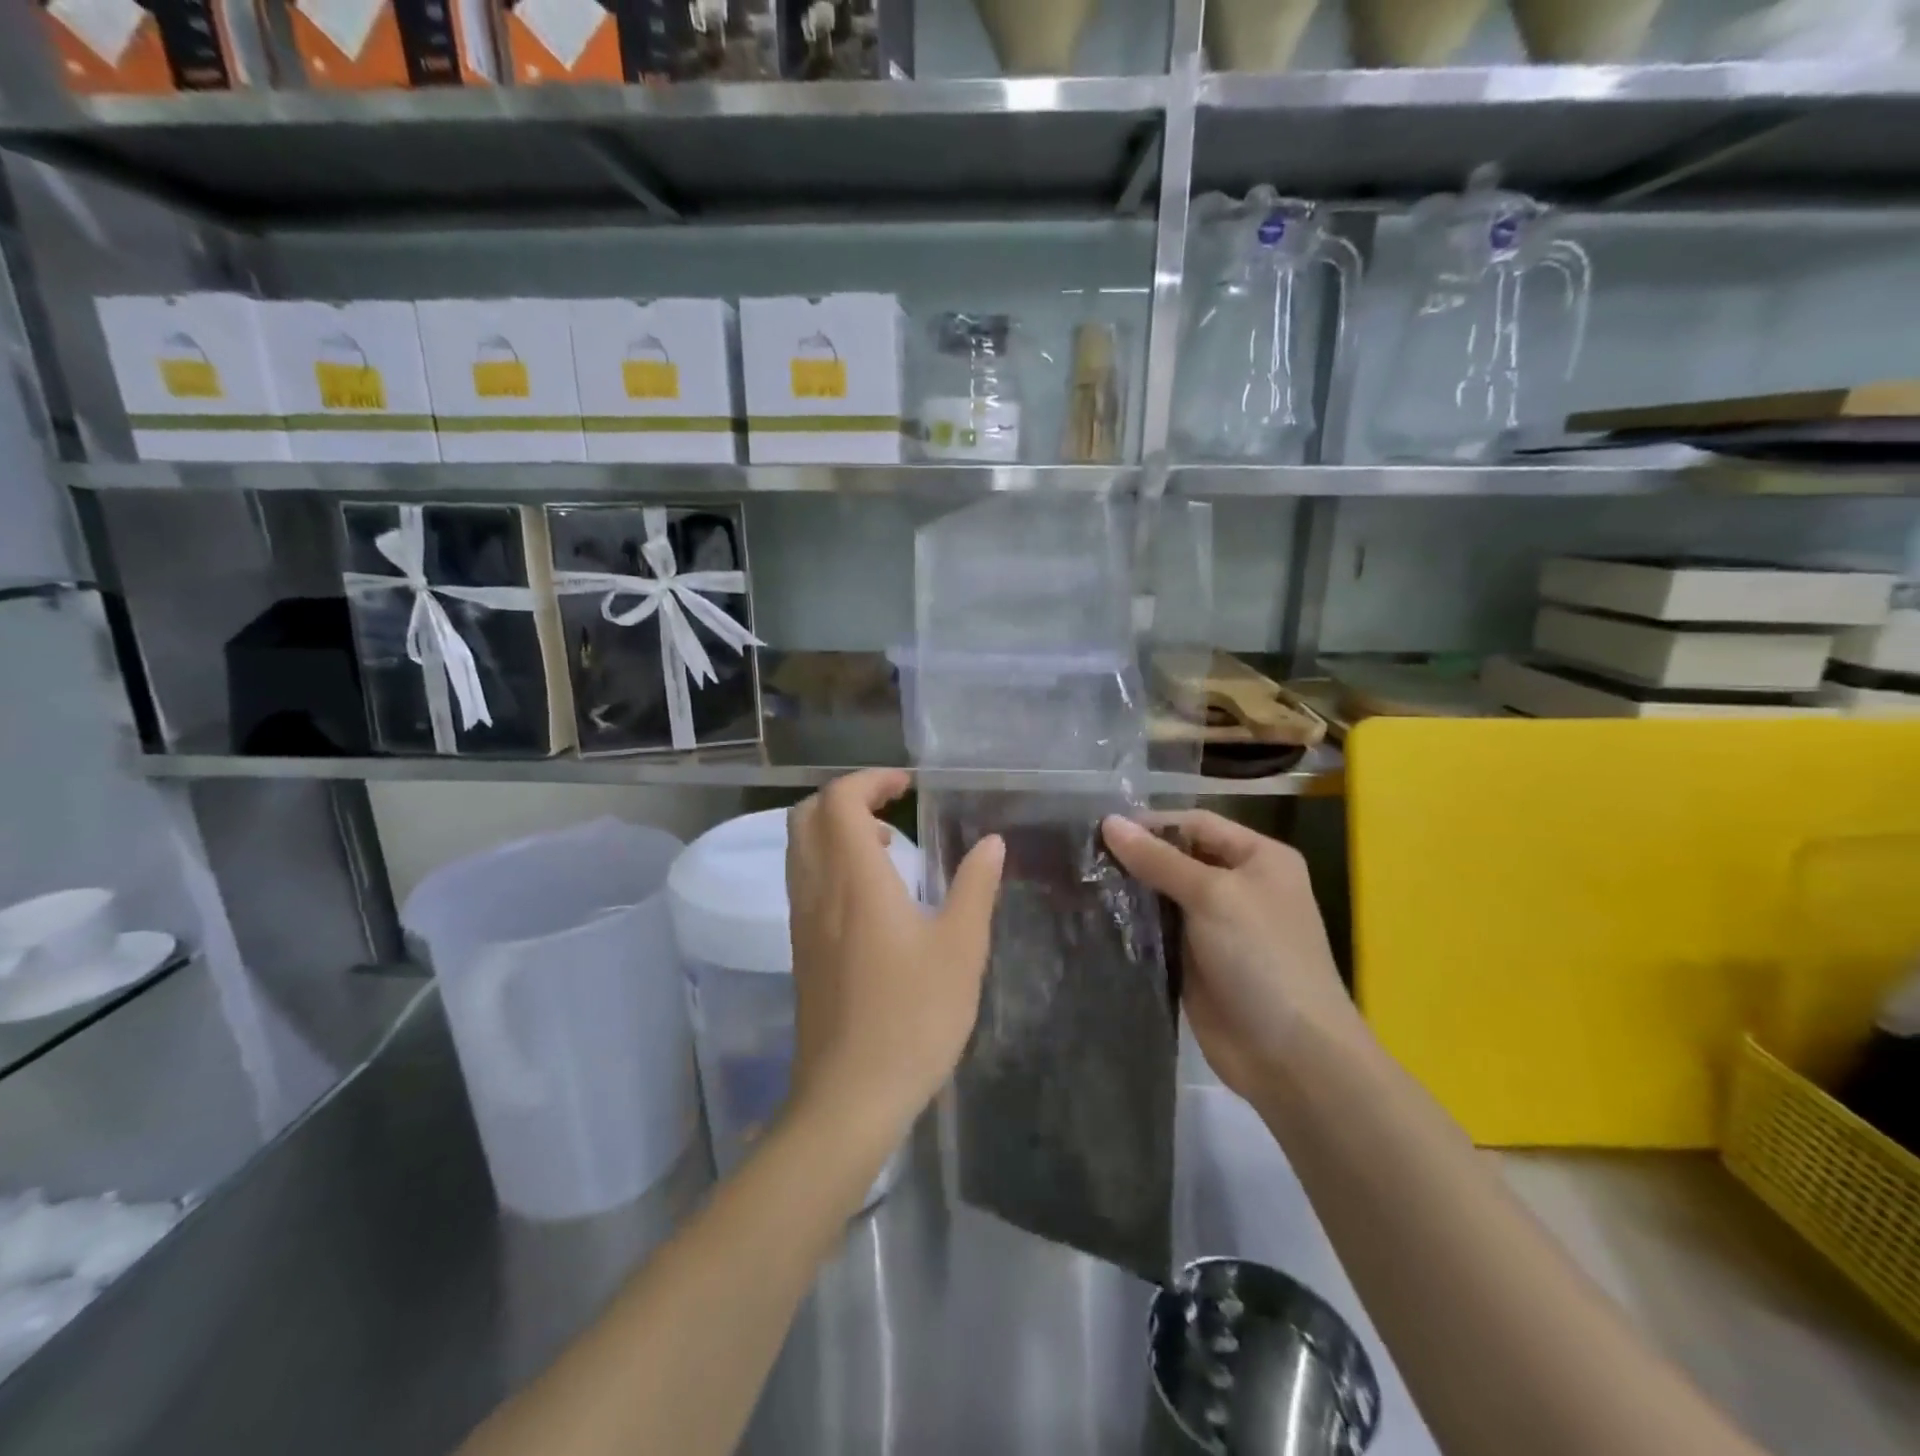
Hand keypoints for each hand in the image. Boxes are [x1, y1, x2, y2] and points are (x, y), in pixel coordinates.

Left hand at [785, 770, 1004, 1140]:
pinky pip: (804, 880)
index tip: (908, 786)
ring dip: (836, 829)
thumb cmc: (913, 1017)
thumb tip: (991, 843)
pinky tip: (872, 894)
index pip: (840, 800)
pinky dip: (830, 861)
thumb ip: (975, 887)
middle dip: (847, 797)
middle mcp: (817, 889)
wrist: (850, 1095)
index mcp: (854, 878)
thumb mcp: (961, 949)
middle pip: (807, 815)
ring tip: (889, 847)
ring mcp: (802, 920)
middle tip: (893, 808)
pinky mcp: (801, 948)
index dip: (870, 780)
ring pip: (800, 848)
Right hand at [1103, 812, 1360, 1104]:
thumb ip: (1158, 859)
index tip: (1100, 830)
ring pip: (1164, 895)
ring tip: (1080, 881)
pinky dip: (1132, 924)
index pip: (1196, 824)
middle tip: (1081, 855)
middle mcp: (1238, 886)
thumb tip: (1108, 822)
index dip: (1152, 823)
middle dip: (1135, 856)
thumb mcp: (1212, 896)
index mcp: (1258, 858)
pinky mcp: (1195, 961)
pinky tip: (1096, 916)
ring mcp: (1216, 926)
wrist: (1290, 1056)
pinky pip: (1158, 931)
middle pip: (1178, 857)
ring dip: (1130, 891)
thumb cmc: (1261, 958)